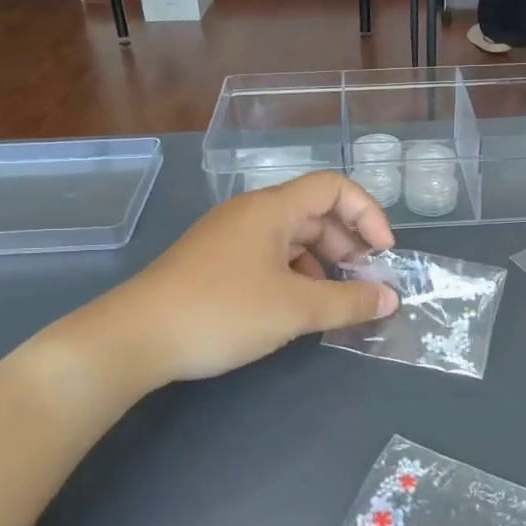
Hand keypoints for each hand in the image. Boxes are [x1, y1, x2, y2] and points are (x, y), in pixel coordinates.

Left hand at [91, 172, 399, 386]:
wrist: (135, 338)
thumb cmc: (222, 311)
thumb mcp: (295, 309)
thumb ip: (349, 302)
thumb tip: (390, 299)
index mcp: (271, 208)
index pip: (334, 187)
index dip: (368, 213)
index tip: (384, 254)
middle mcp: (251, 213)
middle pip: (314, 212)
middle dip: (348, 244)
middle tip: (362, 283)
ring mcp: (229, 238)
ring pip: (290, 238)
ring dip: (321, 263)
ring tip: (332, 300)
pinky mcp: (214, 263)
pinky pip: (268, 257)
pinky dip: (293, 275)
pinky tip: (294, 307)